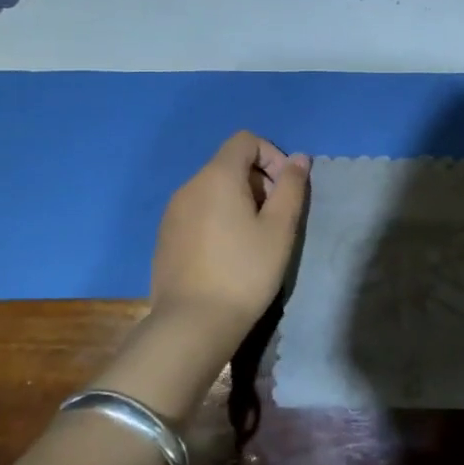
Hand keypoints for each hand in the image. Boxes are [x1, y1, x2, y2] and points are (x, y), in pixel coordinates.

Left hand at [151, 132, 309, 338]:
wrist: (193, 323)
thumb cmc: (245, 271)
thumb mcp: (280, 228)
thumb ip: (291, 187)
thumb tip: (298, 158)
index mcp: (217, 176)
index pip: (245, 141)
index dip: (272, 156)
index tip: (285, 190)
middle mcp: (189, 186)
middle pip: (229, 164)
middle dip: (259, 181)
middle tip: (274, 219)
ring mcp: (172, 212)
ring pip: (213, 189)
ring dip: (239, 201)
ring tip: (253, 239)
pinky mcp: (165, 236)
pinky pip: (198, 211)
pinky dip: (218, 218)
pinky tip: (228, 254)